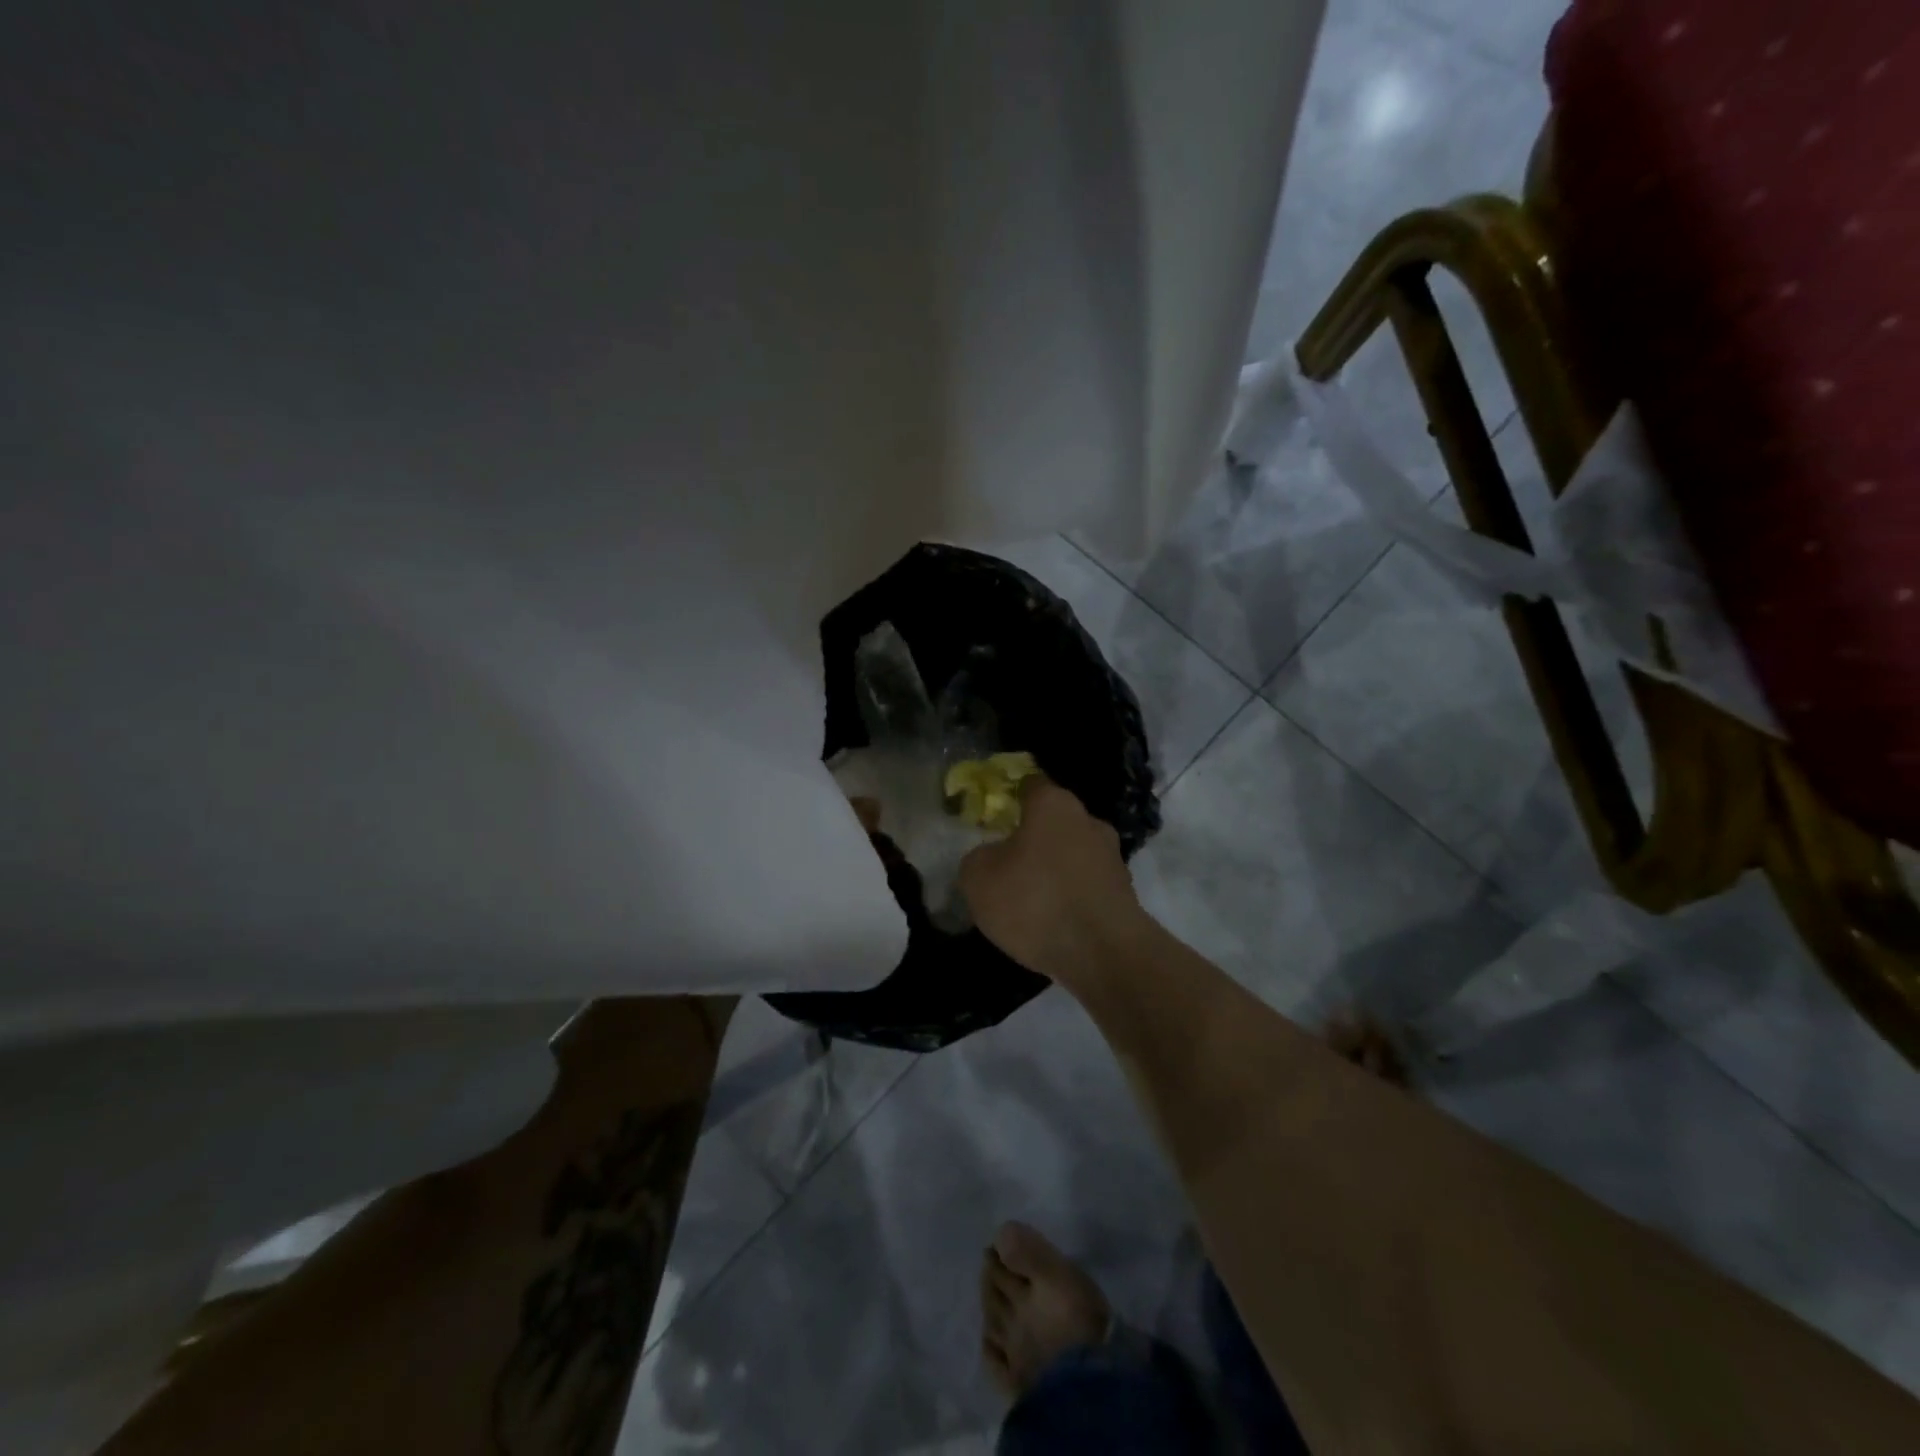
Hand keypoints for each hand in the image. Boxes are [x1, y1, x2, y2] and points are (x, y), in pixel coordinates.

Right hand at [957, 777, 1150, 986]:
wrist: (1104, 953)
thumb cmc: (1035, 901)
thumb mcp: (979, 879)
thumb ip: (978, 858)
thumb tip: (991, 857)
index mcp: (1054, 804)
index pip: (1030, 785)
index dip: (1010, 797)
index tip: (995, 817)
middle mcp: (1089, 821)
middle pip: (1055, 821)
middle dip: (1034, 838)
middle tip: (1009, 863)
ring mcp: (1112, 857)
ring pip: (1074, 854)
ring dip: (1055, 870)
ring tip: (1031, 900)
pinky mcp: (1125, 892)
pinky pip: (1087, 885)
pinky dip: (1072, 897)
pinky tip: (1055, 921)